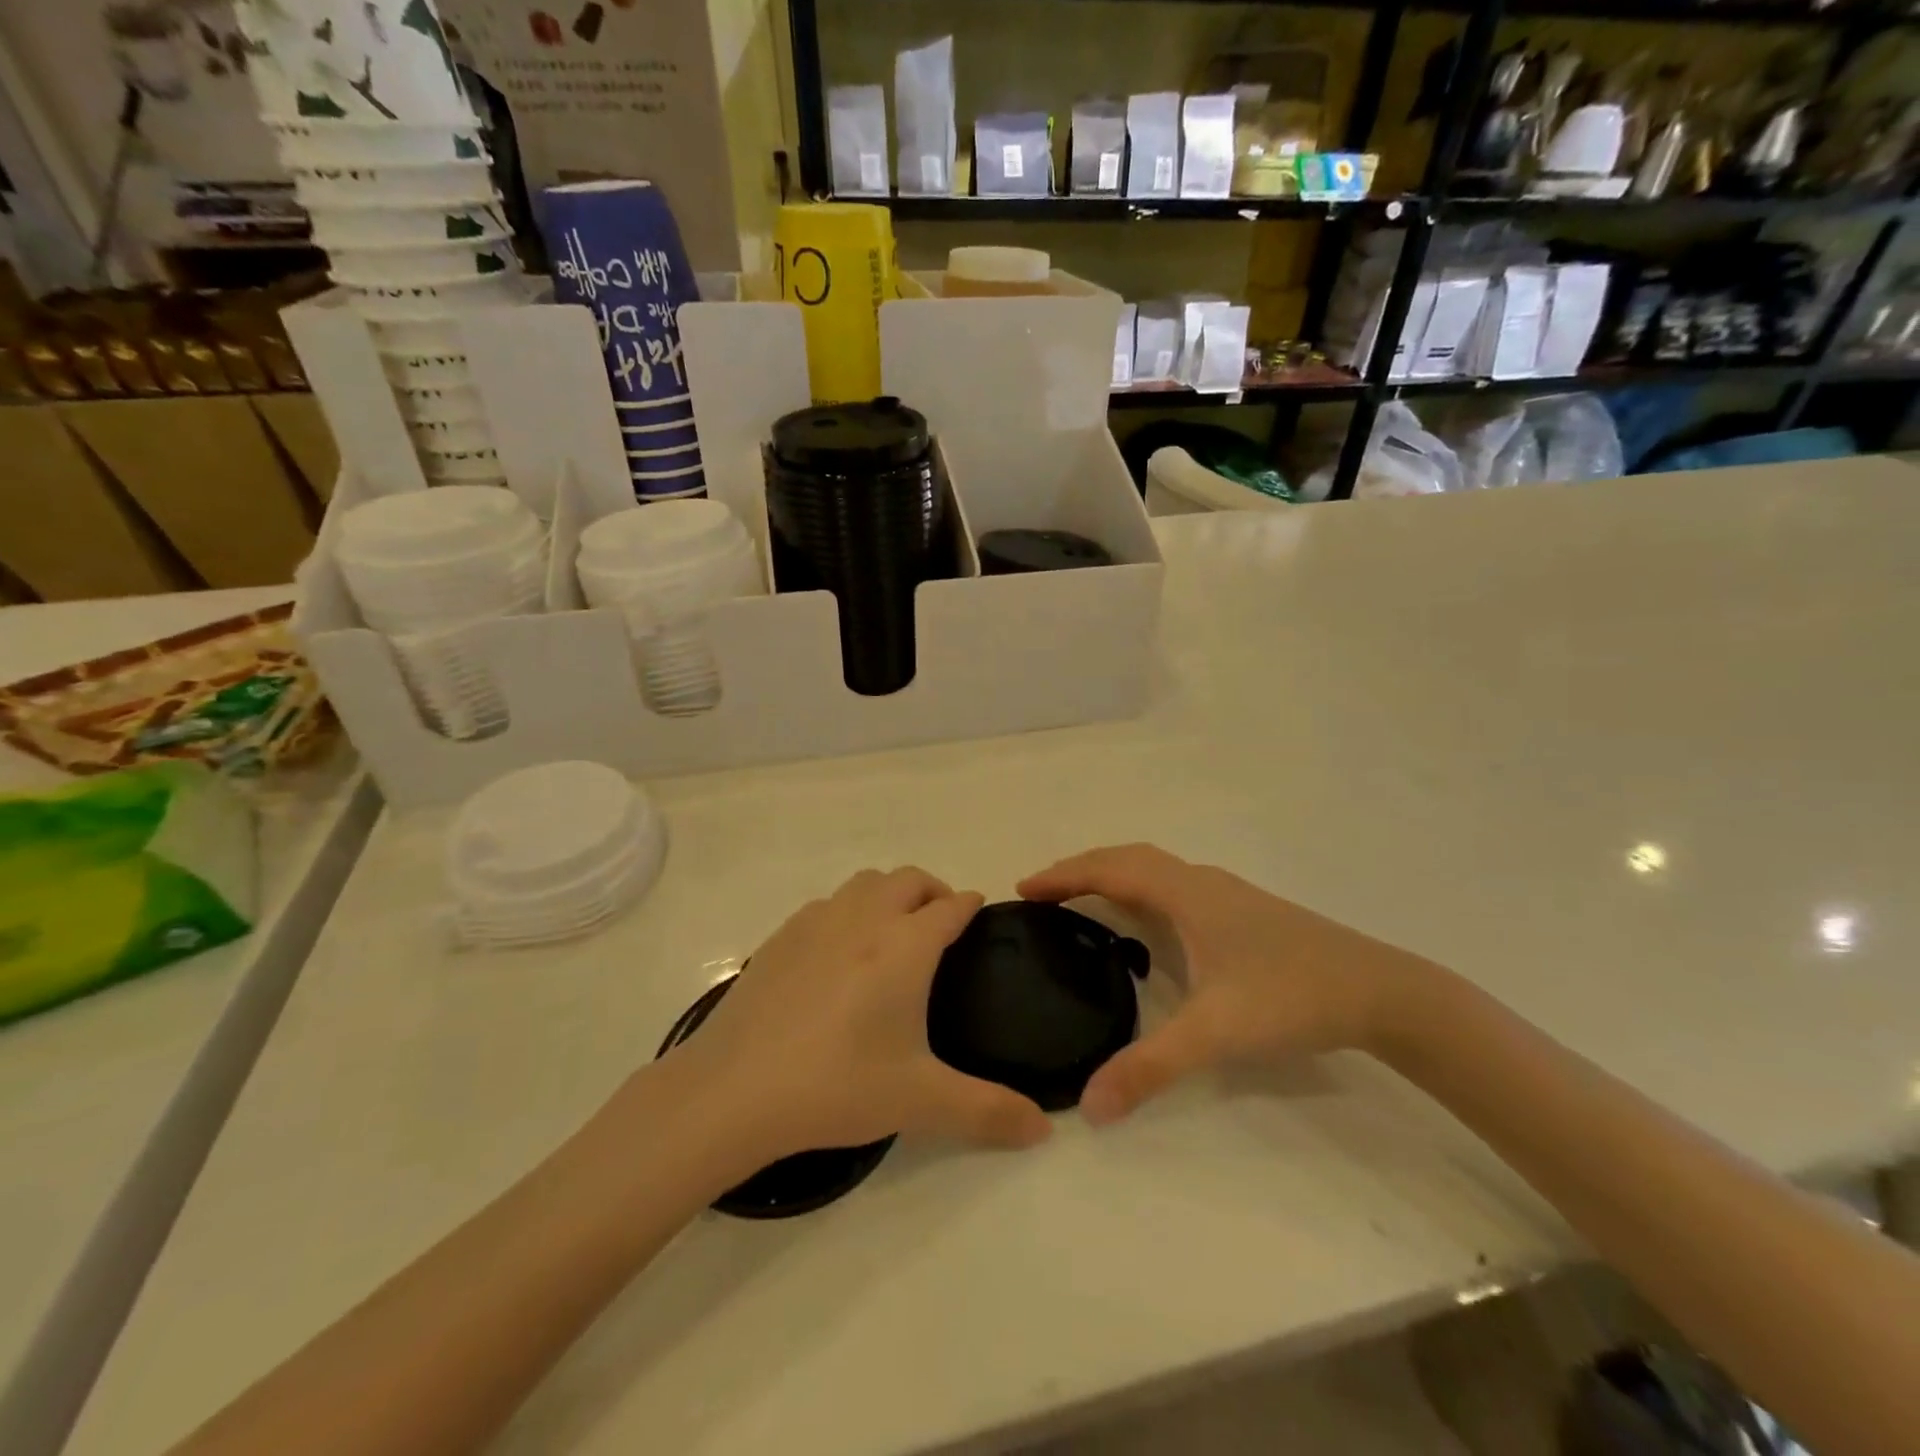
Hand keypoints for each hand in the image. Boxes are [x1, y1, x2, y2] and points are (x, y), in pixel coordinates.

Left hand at [664, 868, 1052, 1160]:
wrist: (734, 1089)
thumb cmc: (837, 1085)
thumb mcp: (920, 1101)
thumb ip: (987, 1112)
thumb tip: (1044, 1129)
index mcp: (905, 945)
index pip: (951, 906)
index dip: (970, 906)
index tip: (979, 916)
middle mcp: (864, 919)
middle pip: (909, 880)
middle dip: (933, 891)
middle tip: (942, 925)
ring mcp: (817, 922)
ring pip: (865, 883)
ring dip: (889, 894)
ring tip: (893, 933)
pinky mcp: (781, 937)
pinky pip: (826, 904)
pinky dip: (847, 911)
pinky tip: (838, 954)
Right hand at [1019, 844, 1437, 1123]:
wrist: (1382, 991)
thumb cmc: (1292, 997)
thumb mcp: (1216, 1034)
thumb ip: (1150, 1068)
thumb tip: (1089, 1106)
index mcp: (1187, 894)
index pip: (1110, 869)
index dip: (1064, 875)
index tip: (1023, 888)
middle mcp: (1201, 883)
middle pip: (1128, 858)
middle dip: (1080, 869)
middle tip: (1042, 893)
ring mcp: (1226, 894)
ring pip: (1154, 869)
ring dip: (1112, 874)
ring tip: (1080, 900)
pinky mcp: (1244, 912)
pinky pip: (1173, 885)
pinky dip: (1140, 888)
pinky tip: (1146, 924)